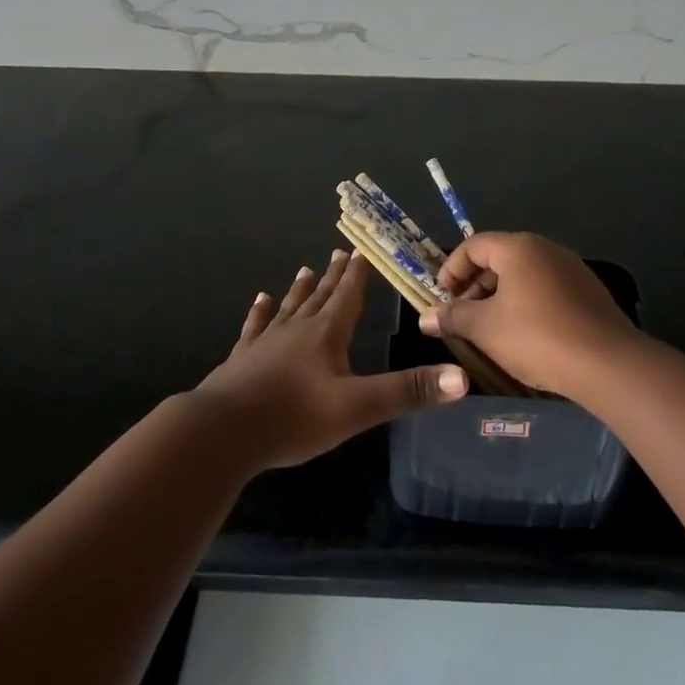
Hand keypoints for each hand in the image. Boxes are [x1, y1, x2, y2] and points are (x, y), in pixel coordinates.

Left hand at [196, 250, 465, 469]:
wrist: (223, 432)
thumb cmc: (294, 417)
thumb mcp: (358, 408)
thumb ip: (407, 391)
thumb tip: (461, 377)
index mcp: (326, 335)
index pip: (347, 296)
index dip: (357, 276)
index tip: (362, 252)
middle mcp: (296, 330)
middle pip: (319, 297)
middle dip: (333, 277)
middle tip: (338, 253)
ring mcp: (265, 343)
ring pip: (288, 308)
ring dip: (300, 289)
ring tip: (305, 270)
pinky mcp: (242, 360)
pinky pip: (254, 328)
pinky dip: (260, 313)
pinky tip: (260, 301)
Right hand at [420, 232, 638, 399]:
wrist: (608, 364)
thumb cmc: (536, 337)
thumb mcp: (485, 328)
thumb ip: (452, 317)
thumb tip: (425, 317)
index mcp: (519, 248)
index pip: (473, 245)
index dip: (451, 269)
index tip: (440, 298)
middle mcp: (546, 249)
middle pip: (499, 258)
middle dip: (474, 286)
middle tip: (461, 316)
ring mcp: (572, 270)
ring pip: (524, 276)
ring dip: (499, 298)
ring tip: (488, 330)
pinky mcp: (589, 293)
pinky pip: (546, 290)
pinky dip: (526, 305)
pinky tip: (523, 337)